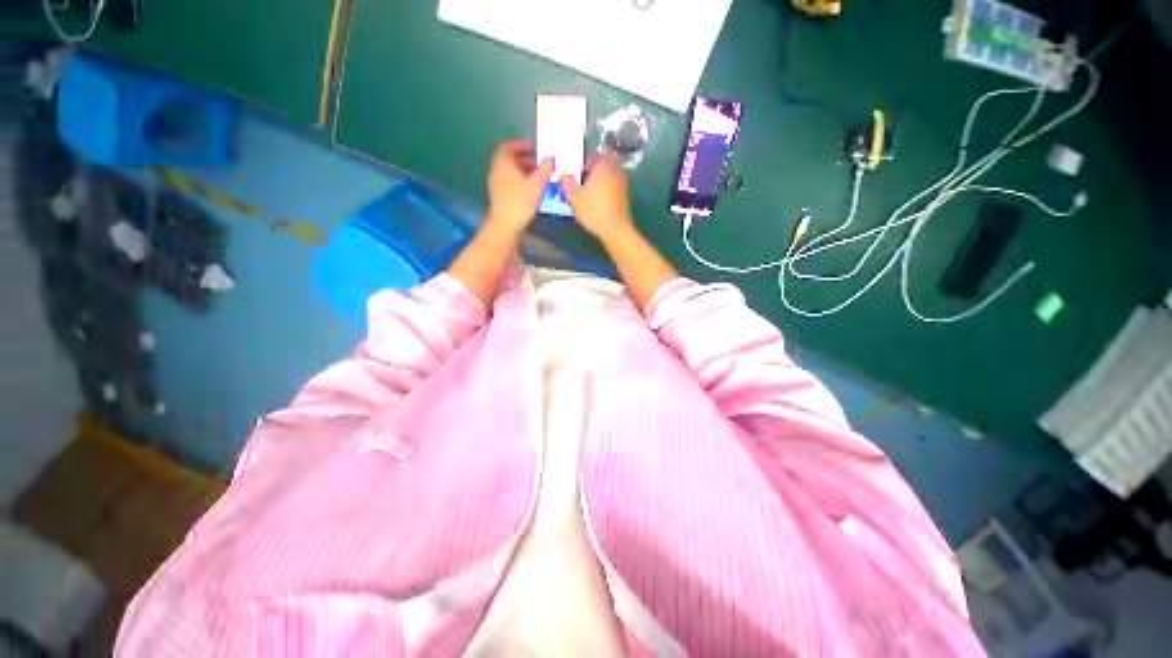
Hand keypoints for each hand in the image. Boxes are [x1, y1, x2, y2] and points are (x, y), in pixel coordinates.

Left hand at [486, 140, 554, 234]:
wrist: (505, 224)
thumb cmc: (520, 201)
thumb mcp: (537, 184)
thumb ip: (545, 170)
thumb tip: (551, 158)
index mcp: (504, 163)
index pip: (509, 147)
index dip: (521, 145)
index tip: (533, 148)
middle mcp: (497, 170)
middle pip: (509, 160)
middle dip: (525, 160)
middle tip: (539, 166)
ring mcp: (495, 183)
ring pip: (509, 171)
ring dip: (522, 172)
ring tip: (537, 179)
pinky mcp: (498, 195)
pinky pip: (508, 181)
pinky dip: (518, 181)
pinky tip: (529, 190)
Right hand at [561, 153, 634, 241]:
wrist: (614, 229)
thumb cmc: (593, 210)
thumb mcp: (574, 197)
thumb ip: (567, 183)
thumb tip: (564, 175)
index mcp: (603, 167)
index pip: (598, 154)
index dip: (588, 159)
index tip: (580, 168)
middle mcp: (615, 172)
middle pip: (606, 165)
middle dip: (595, 170)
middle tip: (585, 178)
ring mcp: (622, 185)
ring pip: (611, 176)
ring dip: (601, 181)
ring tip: (590, 191)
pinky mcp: (624, 198)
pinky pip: (614, 188)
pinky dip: (607, 191)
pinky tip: (598, 201)